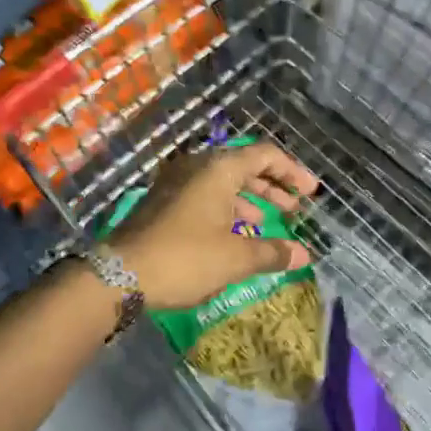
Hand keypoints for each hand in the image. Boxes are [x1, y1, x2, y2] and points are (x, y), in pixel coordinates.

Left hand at [107, 141, 320, 309]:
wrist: (119, 275)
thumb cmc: (185, 258)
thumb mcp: (236, 258)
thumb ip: (272, 252)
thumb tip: (303, 255)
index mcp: (218, 169)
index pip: (265, 155)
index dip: (293, 172)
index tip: (311, 193)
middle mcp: (197, 167)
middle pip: (244, 167)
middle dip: (272, 187)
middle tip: (294, 208)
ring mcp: (176, 184)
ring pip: (223, 183)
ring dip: (249, 200)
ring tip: (267, 224)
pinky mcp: (163, 203)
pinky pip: (204, 197)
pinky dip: (226, 209)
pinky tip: (234, 234)